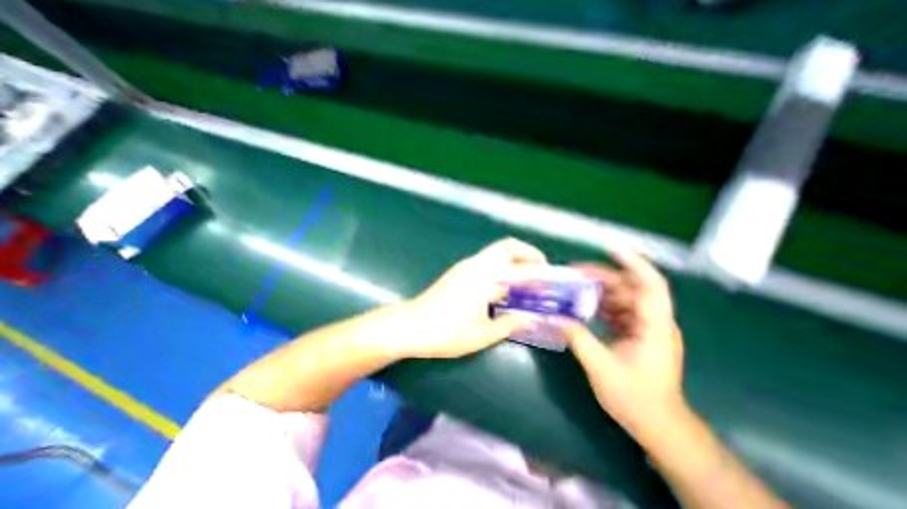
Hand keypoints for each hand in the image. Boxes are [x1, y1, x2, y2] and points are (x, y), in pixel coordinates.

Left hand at [400, 237, 549, 356]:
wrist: (409, 326)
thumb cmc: (445, 332)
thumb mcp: (482, 334)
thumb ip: (510, 324)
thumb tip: (531, 318)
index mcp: (484, 278)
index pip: (520, 268)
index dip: (541, 270)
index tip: (555, 276)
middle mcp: (476, 265)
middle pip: (507, 246)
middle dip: (528, 253)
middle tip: (541, 271)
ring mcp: (465, 266)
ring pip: (496, 252)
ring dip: (514, 260)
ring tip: (527, 280)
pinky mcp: (459, 272)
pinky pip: (487, 262)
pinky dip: (502, 267)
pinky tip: (505, 287)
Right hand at [561, 250, 686, 441]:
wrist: (658, 426)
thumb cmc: (636, 399)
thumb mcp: (601, 367)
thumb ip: (577, 338)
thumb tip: (553, 317)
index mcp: (654, 327)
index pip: (651, 285)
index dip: (634, 263)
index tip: (611, 248)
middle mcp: (653, 321)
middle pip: (630, 288)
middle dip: (603, 277)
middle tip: (574, 273)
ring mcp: (645, 327)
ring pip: (622, 298)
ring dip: (598, 290)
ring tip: (573, 287)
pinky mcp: (636, 333)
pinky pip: (617, 310)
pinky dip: (599, 305)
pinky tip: (581, 306)